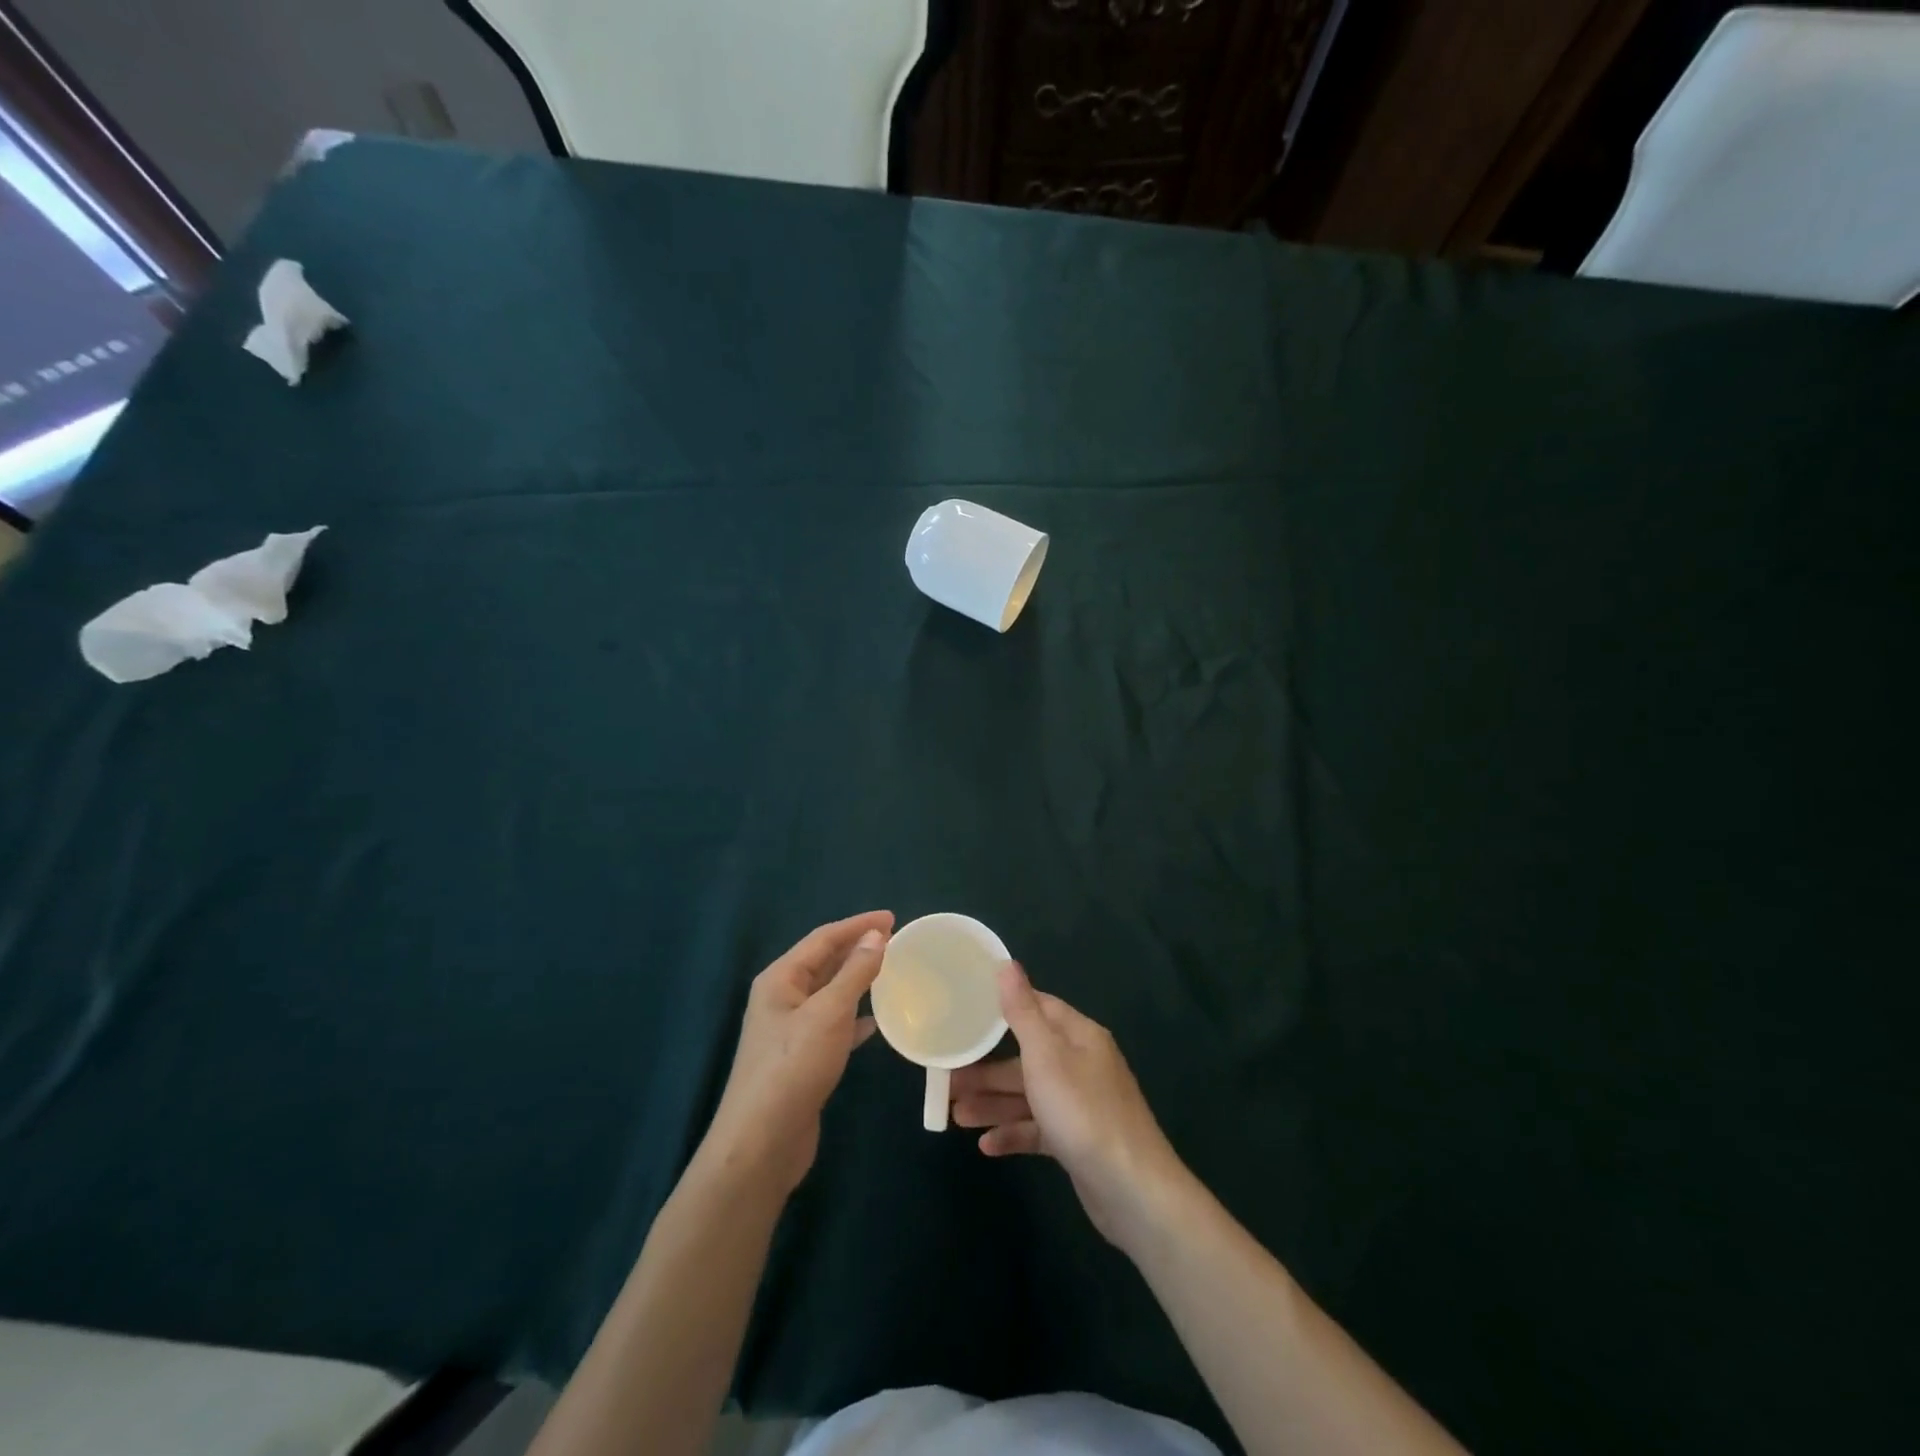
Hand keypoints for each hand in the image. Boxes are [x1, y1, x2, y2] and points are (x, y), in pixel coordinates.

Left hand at [705, 911, 891, 1193]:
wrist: (761, 1143)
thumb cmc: (794, 1067)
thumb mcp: (829, 1012)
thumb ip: (855, 972)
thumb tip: (876, 935)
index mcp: (780, 979)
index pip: (823, 938)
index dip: (858, 925)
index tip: (893, 918)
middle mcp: (781, 998)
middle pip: (824, 962)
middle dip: (857, 949)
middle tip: (896, 941)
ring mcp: (789, 1030)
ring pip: (829, 993)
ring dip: (858, 980)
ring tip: (891, 972)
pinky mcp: (801, 1058)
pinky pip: (832, 1024)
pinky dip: (855, 1017)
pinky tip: (876, 1022)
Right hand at [950, 962, 1188, 1248]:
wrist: (1131, 1190)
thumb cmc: (1082, 1111)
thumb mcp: (1045, 1056)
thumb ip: (1022, 1011)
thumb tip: (1008, 964)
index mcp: (1079, 1036)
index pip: (1040, 1007)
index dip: (1004, 1007)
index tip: (968, 1010)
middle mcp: (1081, 1064)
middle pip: (1027, 1057)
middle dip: (988, 1068)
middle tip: (948, 1077)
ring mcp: (1080, 1104)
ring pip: (1029, 1095)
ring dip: (993, 1103)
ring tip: (955, 1114)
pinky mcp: (1076, 1140)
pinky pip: (1038, 1129)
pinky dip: (1013, 1133)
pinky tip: (986, 1146)